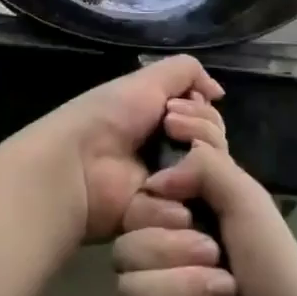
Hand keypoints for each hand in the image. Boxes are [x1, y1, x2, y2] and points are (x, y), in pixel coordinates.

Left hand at [8, 56, 225, 242]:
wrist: (79, 163)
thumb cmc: (109, 116)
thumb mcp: (147, 80)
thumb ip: (186, 72)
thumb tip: (218, 91)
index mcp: (167, 124)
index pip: (210, 122)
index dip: (204, 114)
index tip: (177, 110)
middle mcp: (173, 155)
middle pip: (216, 149)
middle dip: (201, 134)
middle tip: (171, 131)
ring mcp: (171, 191)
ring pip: (212, 180)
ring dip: (195, 165)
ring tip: (168, 163)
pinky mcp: (164, 223)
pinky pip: (193, 214)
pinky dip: (181, 199)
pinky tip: (161, 191)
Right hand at [114, 141, 296, 295]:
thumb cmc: (276, 268)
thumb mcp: (246, 198)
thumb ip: (203, 165)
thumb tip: (153, 183)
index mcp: (175, 225)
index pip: (131, 209)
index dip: (155, 212)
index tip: (188, 216)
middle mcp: (158, 263)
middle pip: (124, 250)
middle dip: (175, 254)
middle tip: (218, 260)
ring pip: (128, 292)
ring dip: (184, 291)